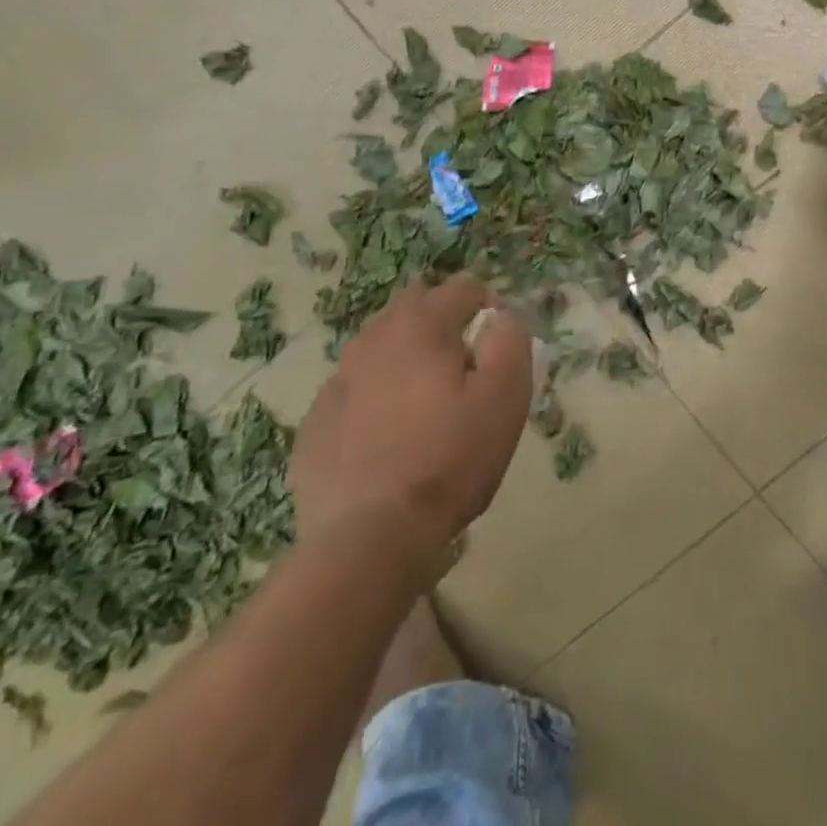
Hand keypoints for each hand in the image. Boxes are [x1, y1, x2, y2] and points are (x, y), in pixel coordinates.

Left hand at [290, 275, 530, 549]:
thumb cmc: (450, 459)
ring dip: (405, 358)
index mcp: (421, 326)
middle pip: (414, 307)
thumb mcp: (505, 397)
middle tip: (463, 369)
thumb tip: (501, 318)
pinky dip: (374, 398)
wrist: (369, 537)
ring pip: (379, 347)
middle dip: (442, 323)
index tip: (499, 347)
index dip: (489, 308)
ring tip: (426, 403)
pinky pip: (354, 391)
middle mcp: (373, 340)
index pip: (462, 288)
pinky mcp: (316, 423)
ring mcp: (338, 381)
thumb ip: (510, 342)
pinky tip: (388, 438)